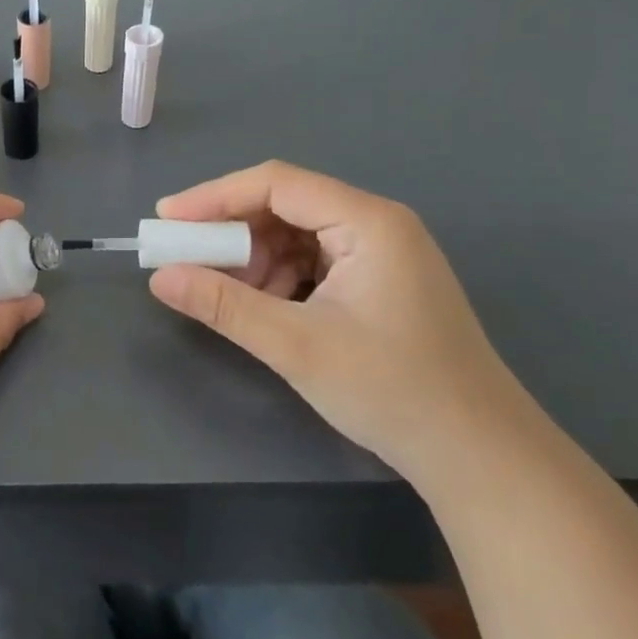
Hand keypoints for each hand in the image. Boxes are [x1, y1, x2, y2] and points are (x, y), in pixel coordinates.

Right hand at [149, 161, 540, 477]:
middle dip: (233, 235)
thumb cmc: (391, 390)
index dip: (213, 197)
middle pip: (285, 207)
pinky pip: (313, 263)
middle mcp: (377, 225)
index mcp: (368, 222)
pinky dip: (279, 281)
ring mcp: (381, 254)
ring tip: (230, 298)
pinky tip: (264, 310)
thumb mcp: (295, 345)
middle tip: (189, 264)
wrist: (477, 454)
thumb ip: (223, 305)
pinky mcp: (378, 283)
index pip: (276, 184)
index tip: (165, 220)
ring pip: (296, 237)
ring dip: (254, 261)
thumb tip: (160, 278)